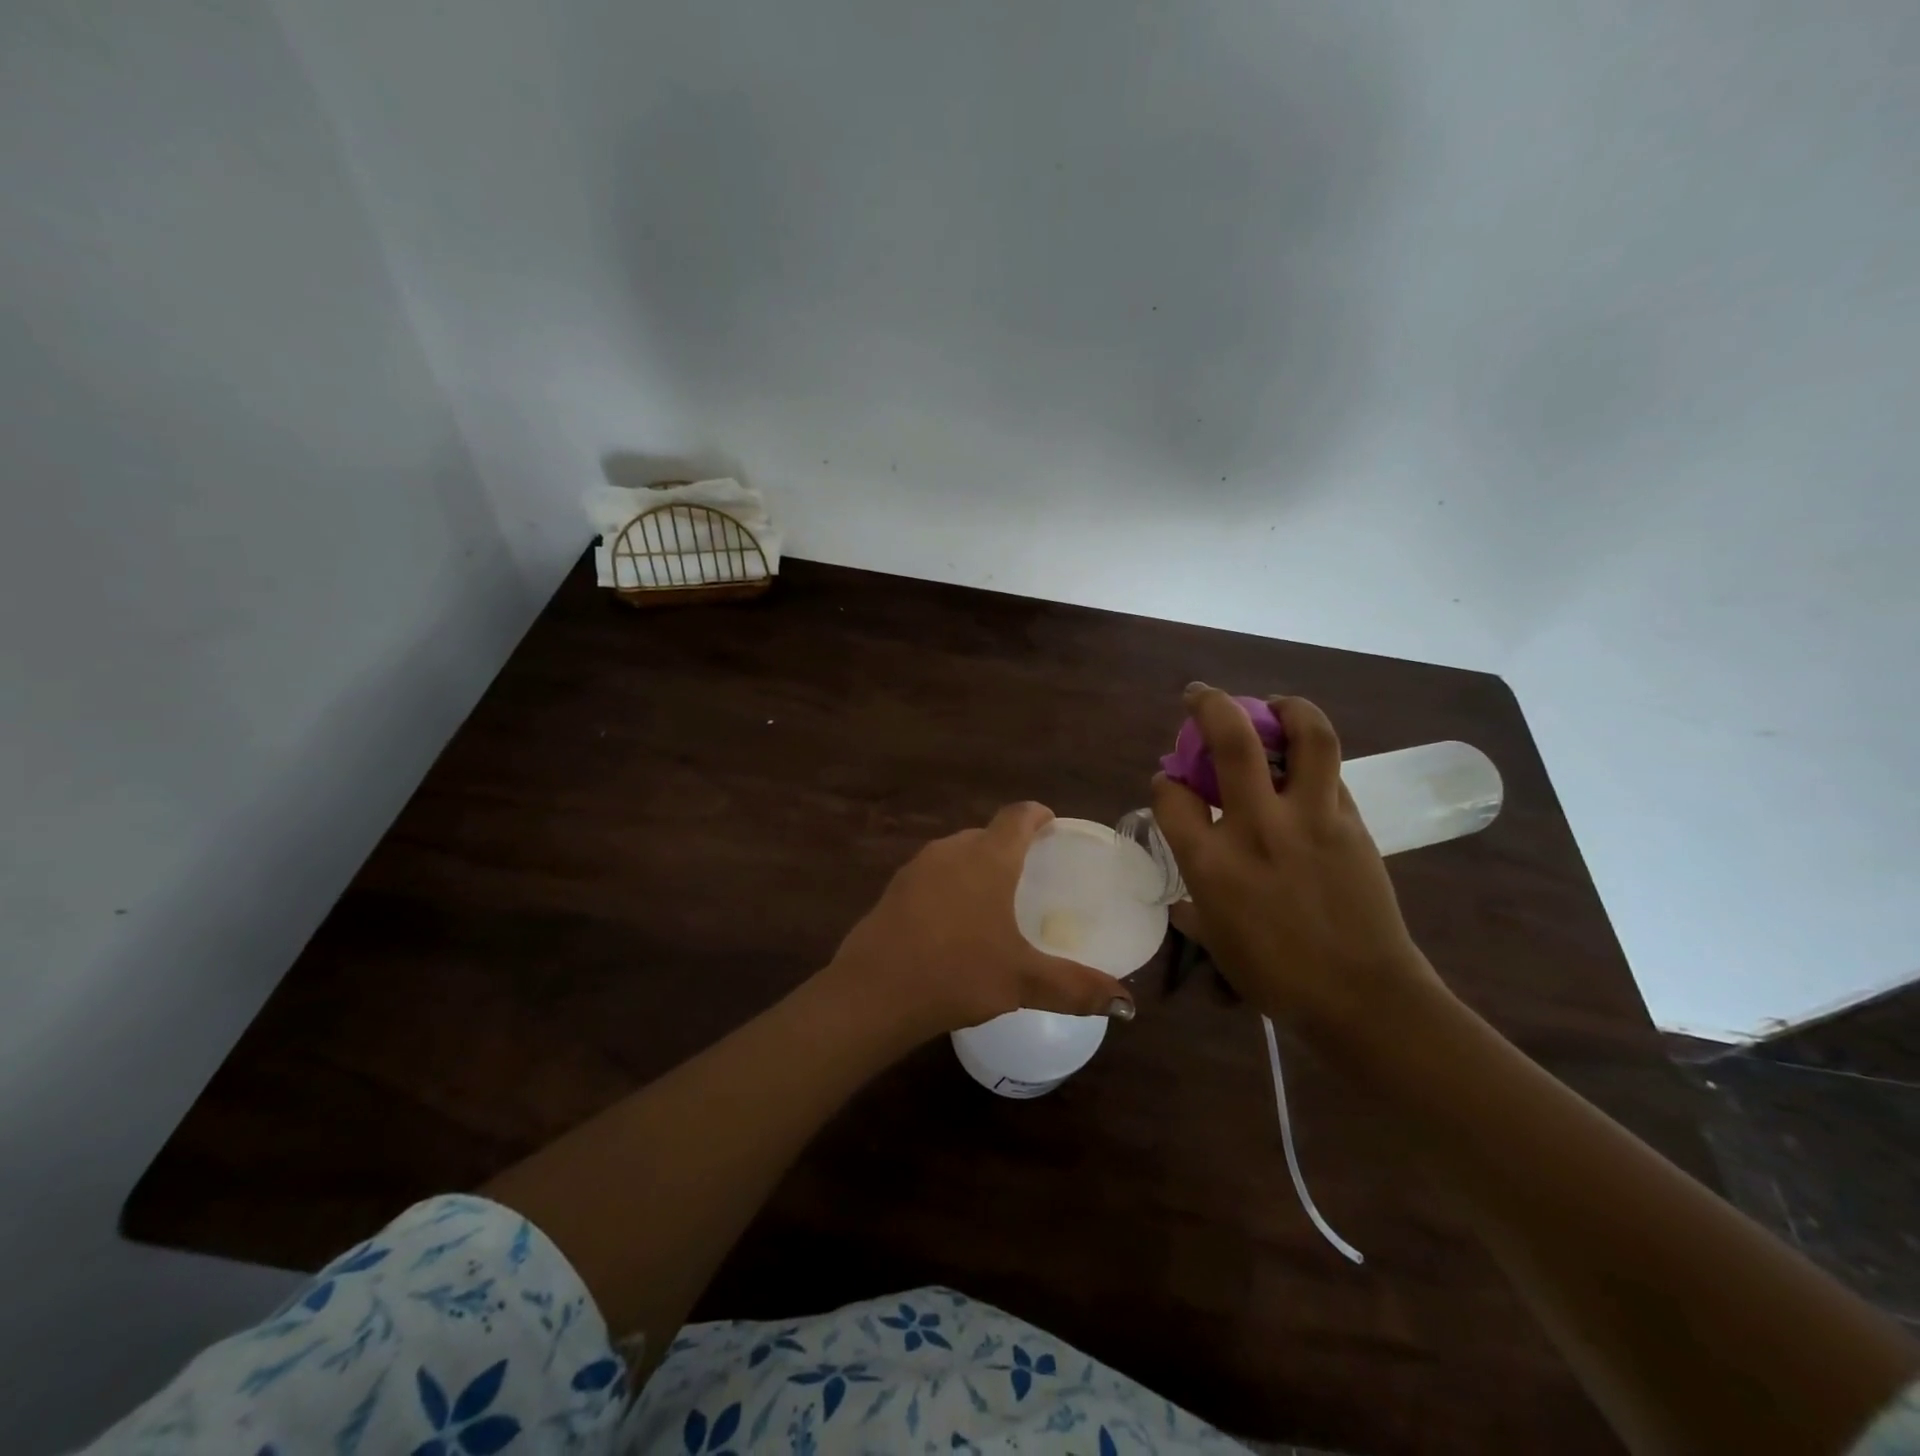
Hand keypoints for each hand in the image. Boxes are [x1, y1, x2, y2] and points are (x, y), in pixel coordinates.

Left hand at [827, 802, 1136, 1038]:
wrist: (874, 992)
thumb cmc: (958, 972)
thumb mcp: (1024, 982)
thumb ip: (1077, 988)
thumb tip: (1127, 1005)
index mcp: (988, 858)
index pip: (1018, 816)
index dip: (1038, 815)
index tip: (1051, 825)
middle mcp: (951, 851)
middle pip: (987, 834)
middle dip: (1010, 846)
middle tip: (1030, 873)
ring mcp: (917, 868)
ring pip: (957, 854)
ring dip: (978, 866)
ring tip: (995, 899)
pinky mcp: (894, 890)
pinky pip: (933, 875)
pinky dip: (951, 886)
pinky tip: (953, 922)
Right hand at [1152, 686, 1439, 1037]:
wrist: (1362, 997)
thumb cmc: (1276, 977)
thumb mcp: (1216, 943)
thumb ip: (1194, 908)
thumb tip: (1183, 900)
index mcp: (1210, 862)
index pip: (1171, 795)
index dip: (1164, 783)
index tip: (1170, 784)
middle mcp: (1257, 826)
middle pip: (1232, 739)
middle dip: (1210, 704)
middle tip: (1200, 695)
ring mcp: (1311, 819)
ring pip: (1307, 736)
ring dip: (1287, 708)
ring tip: (1275, 705)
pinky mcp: (1351, 823)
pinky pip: (1332, 773)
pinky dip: (1314, 758)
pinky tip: (1306, 766)